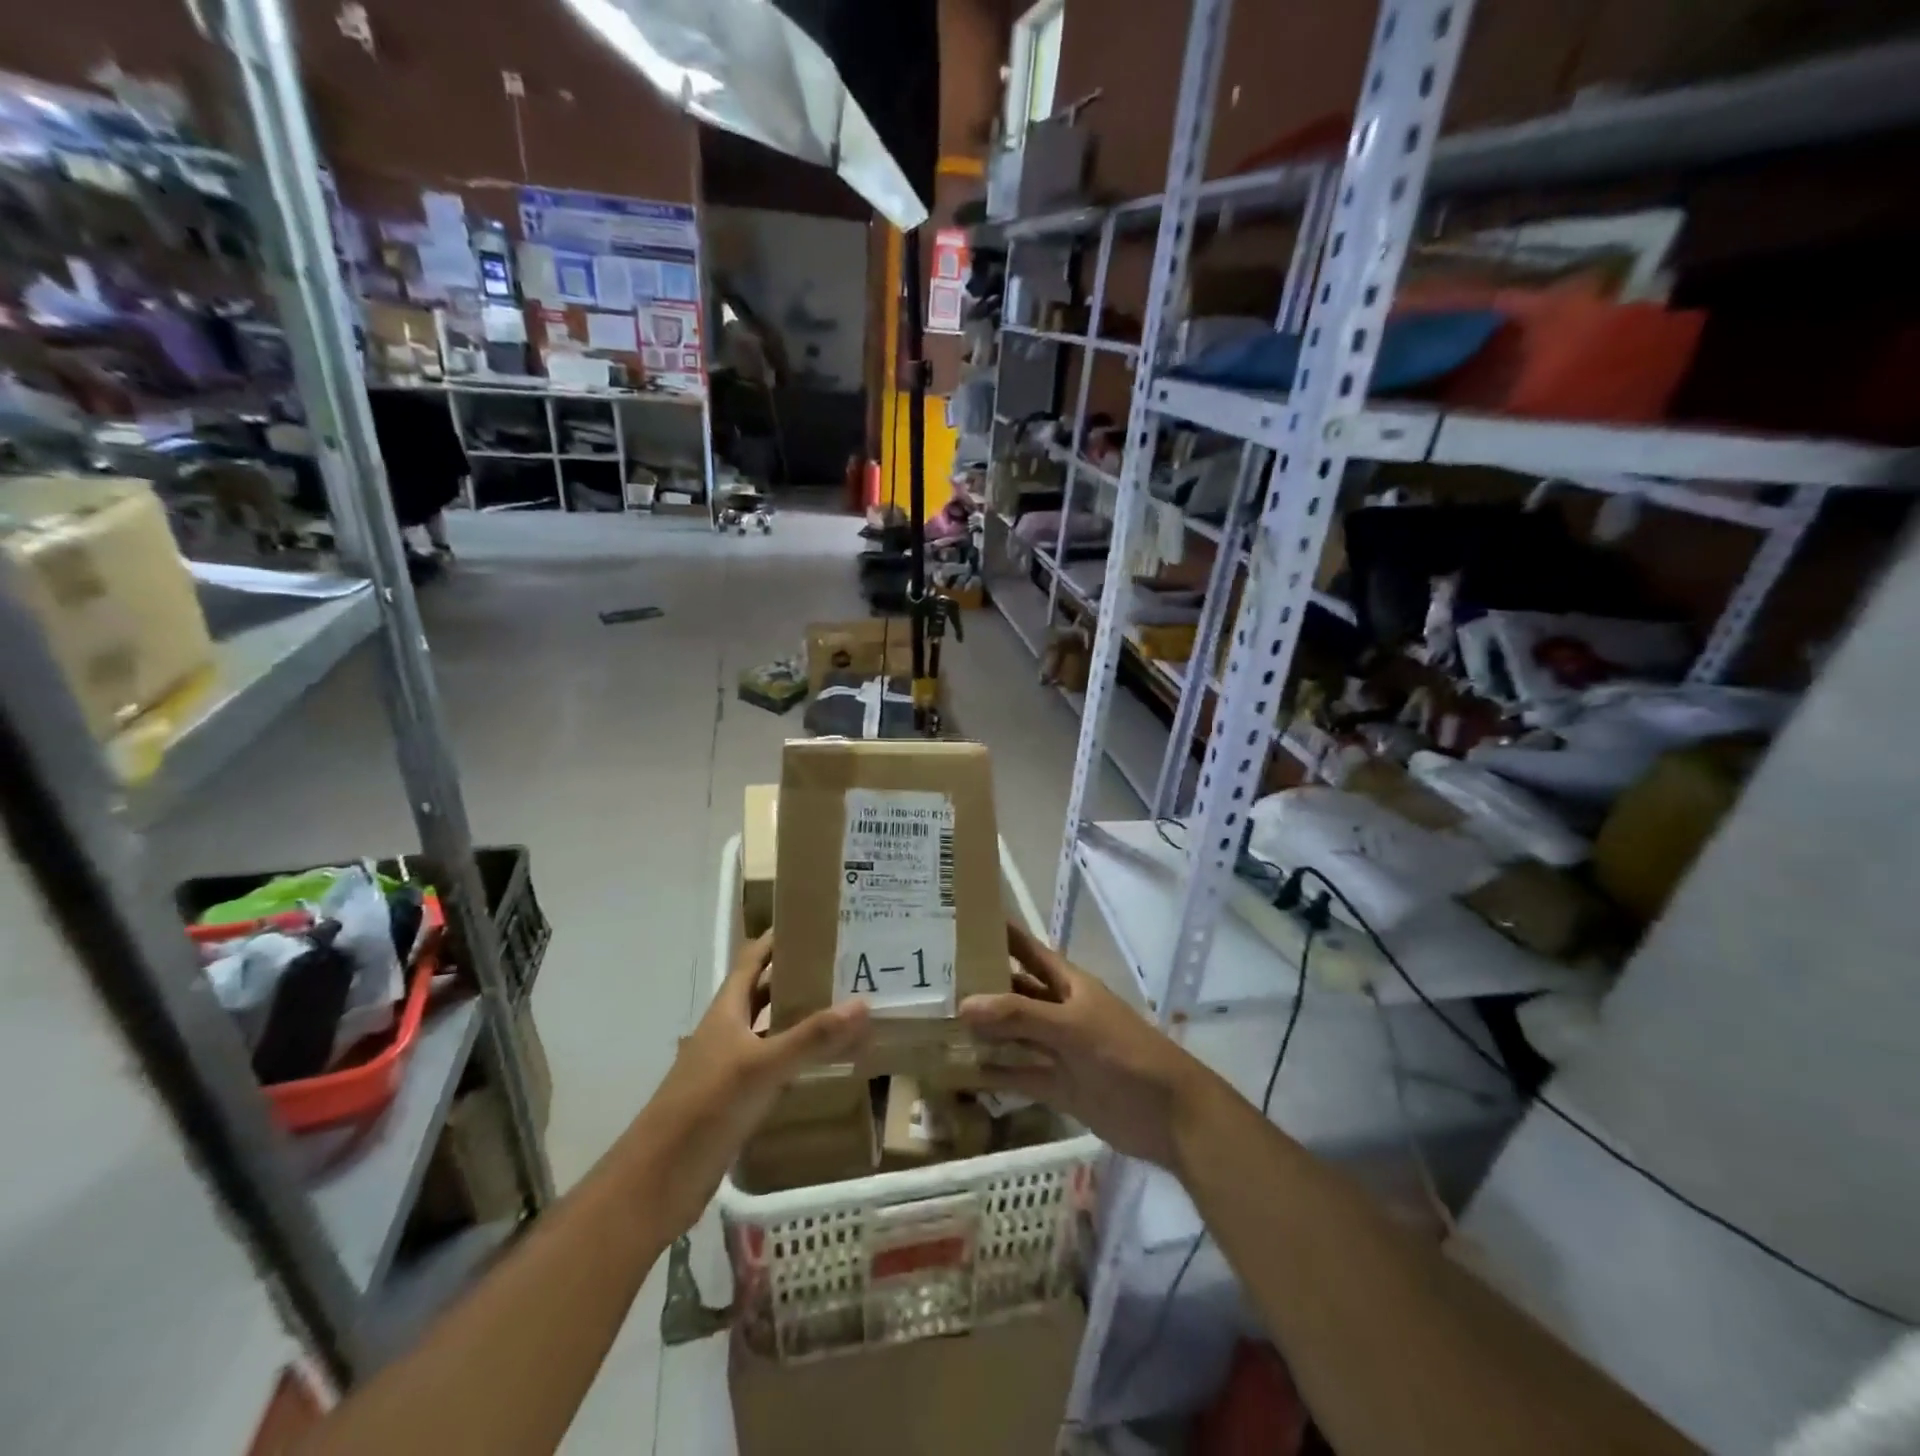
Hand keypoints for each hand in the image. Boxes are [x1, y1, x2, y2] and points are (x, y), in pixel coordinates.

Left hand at [644, 931, 868, 1231]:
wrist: (658, 1182)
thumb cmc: (705, 1108)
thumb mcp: (762, 1067)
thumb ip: (812, 1037)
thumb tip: (863, 1003)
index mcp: (726, 1011)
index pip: (752, 959)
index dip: (777, 939)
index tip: (814, 922)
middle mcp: (728, 1032)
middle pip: (764, 993)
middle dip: (798, 977)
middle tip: (844, 966)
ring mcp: (731, 1067)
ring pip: (771, 1031)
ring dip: (801, 1019)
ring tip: (844, 1009)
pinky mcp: (737, 1101)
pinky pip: (774, 1067)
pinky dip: (798, 1059)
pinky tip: (826, 1064)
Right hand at [960, 922, 1213, 1169]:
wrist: (1169, 1115)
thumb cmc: (1124, 1053)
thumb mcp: (1072, 1027)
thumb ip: (1020, 1015)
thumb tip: (964, 1004)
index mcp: (1068, 984)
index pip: (1028, 950)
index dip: (1001, 934)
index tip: (962, 921)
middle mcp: (1059, 1011)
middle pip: (1015, 992)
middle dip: (981, 986)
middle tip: (933, 981)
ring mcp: (1058, 1050)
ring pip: (1013, 1035)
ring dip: (983, 1032)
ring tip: (936, 1025)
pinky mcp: (1057, 1086)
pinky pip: (1018, 1075)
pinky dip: (993, 1074)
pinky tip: (960, 1072)